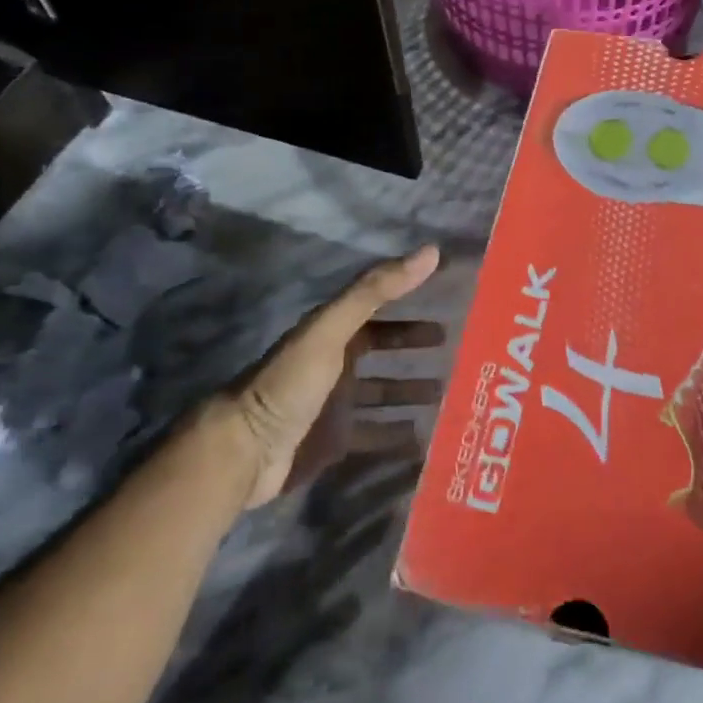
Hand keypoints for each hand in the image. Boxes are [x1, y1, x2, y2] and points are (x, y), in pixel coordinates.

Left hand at [207, 245, 442, 507]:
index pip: (378, 311)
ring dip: (411, 392)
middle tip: (457, 351)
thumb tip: (431, 251)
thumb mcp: (332, 329)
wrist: (245, 450)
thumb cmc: (290, 383)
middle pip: (383, 351)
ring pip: (383, 394)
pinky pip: (375, 436)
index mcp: (333, 333)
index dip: (410, 306)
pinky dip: (398, 437)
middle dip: (414, 349)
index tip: (447, 302)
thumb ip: (376, 290)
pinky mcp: (335, 442)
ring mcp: (335, 405)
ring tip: (450, 397)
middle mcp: (336, 365)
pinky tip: (426, 439)